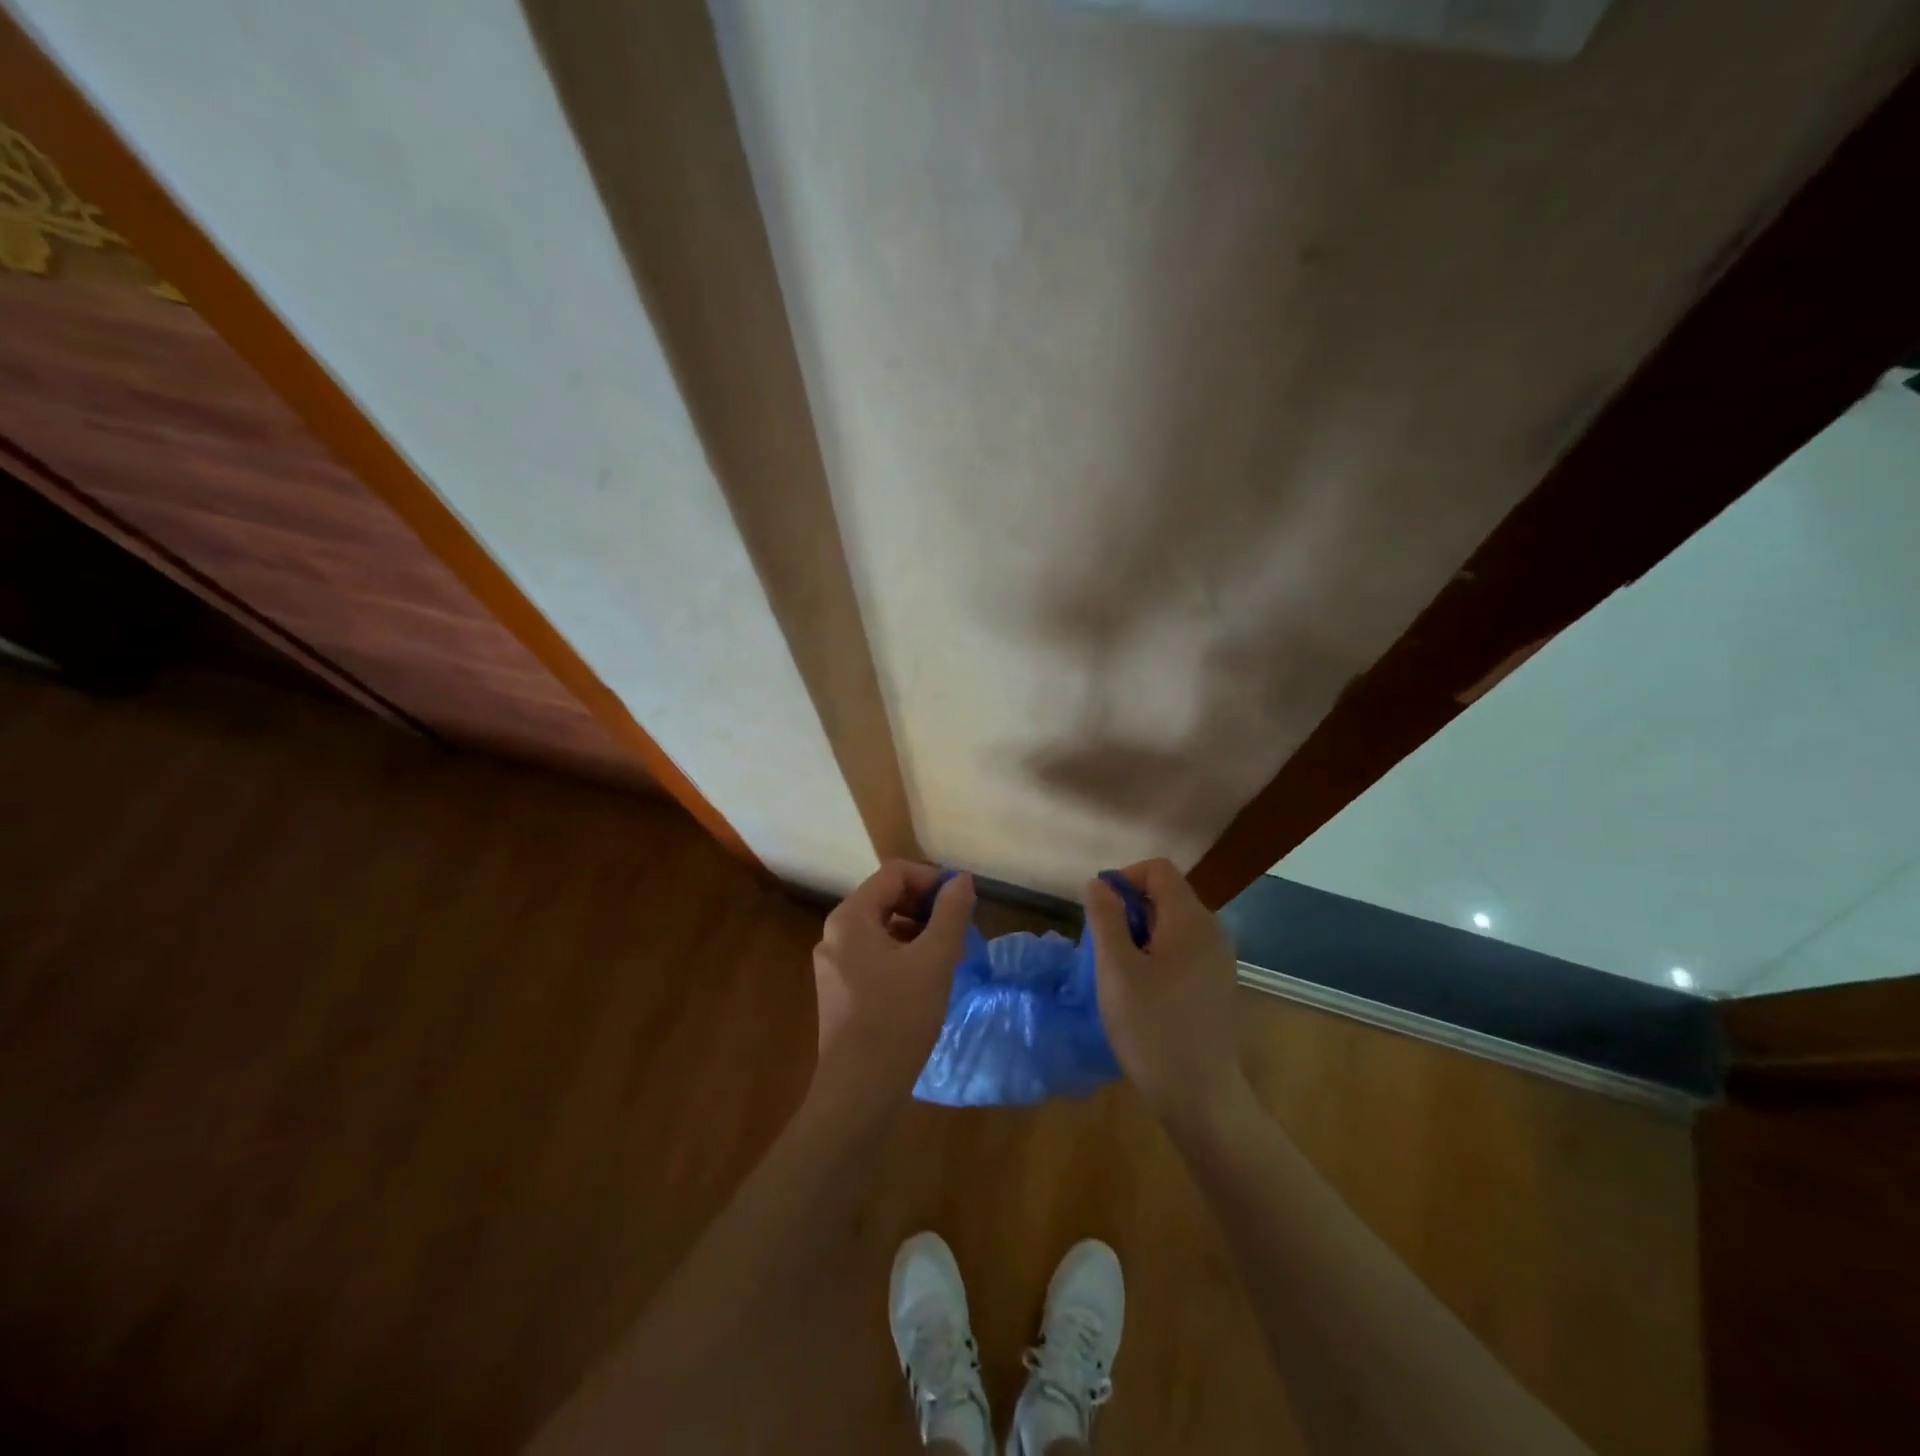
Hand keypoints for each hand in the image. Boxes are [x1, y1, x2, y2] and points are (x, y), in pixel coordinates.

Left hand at [811, 861, 974, 1106]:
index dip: (932, 879)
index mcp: (850, 917)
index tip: (961, 902)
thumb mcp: (934, 960)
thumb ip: (950, 913)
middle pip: (886, 897)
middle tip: (958, 929)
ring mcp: (833, 964)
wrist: (859, 1090)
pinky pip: (874, 954)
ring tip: (947, 955)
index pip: (894, 873)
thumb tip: (961, 880)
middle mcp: (835, 933)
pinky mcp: (839, 990)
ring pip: (882, 928)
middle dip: (925, 906)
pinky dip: (902, 954)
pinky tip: (925, 980)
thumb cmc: (898, 1017)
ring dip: (917, 931)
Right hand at [1083, 859, 1247, 1129]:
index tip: (1100, 911)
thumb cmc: (1151, 1027)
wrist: (1200, 1095)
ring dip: (1141, 933)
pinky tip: (1143, 990)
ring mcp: (1219, 958)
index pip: (1158, 869)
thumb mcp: (1115, 969)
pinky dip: (1158, 953)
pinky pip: (1184, 948)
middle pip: (1167, 894)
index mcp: (1190, 919)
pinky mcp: (1217, 983)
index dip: (1124, 878)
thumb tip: (1098, 883)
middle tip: (1105, 948)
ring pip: (1173, 923)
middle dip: (1130, 909)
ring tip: (1120, 971)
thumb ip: (1105, 918)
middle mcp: (1212, 930)